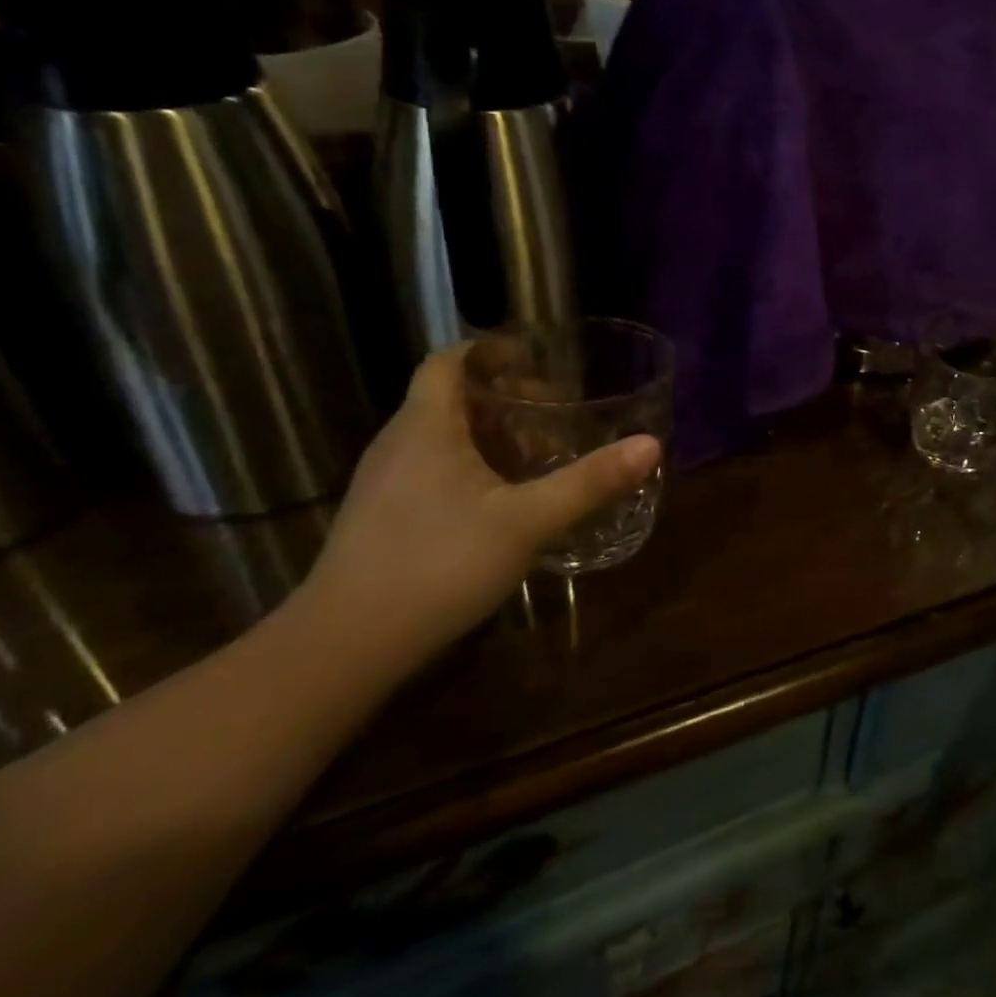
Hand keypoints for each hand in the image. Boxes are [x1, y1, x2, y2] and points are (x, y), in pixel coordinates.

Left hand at [295, 346, 660, 668]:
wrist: (344, 645)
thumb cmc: (438, 564)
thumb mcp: (527, 521)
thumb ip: (589, 482)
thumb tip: (650, 445)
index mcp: (427, 426)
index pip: (449, 361)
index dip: (490, 351)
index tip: (536, 361)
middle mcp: (399, 443)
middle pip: (452, 398)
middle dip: (506, 400)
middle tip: (555, 418)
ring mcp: (386, 482)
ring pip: (443, 437)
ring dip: (492, 437)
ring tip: (539, 459)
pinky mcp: (384, 516)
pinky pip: (434, 469)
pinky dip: (474, 468)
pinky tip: (505, 503)